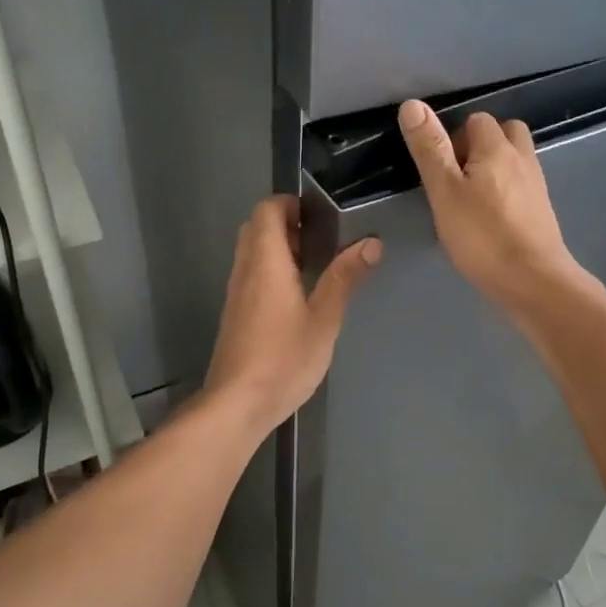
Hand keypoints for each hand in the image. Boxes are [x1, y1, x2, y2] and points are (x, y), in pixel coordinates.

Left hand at [203, 195, 380, 432]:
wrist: (237, 403)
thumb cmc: (284, 359)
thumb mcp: (324, 319)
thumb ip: (344, 278)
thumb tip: (371, 243)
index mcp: (266, 262)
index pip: (266, 210)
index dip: (289, 203)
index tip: (318, 214)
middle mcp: (245, 270)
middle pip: (256, 228)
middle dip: (285, 223)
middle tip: (319, 239)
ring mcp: (236, 293)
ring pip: (250, 252)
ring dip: (277, 247)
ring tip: (312, 265)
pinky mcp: (234, 314)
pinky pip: (249, 274)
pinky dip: (269, 270)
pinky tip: (294, 296)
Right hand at [398, 100, 587, 314]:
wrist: (534, 281)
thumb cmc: (483, 236)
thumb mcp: (445, 192)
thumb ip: (430, 149)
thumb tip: (413, 104)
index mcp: (497, 148)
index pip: (476, 120)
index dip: (454, 138)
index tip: (440, 170)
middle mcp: (522, 158)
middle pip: (504, 133)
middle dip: (480, 146)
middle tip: (457, 179)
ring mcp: (536, 185)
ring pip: (514, 160)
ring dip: (494, 168)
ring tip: (471, 198)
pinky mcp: (542, 211)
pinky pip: (521, 186)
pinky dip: (506, 191)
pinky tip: (490, 218)